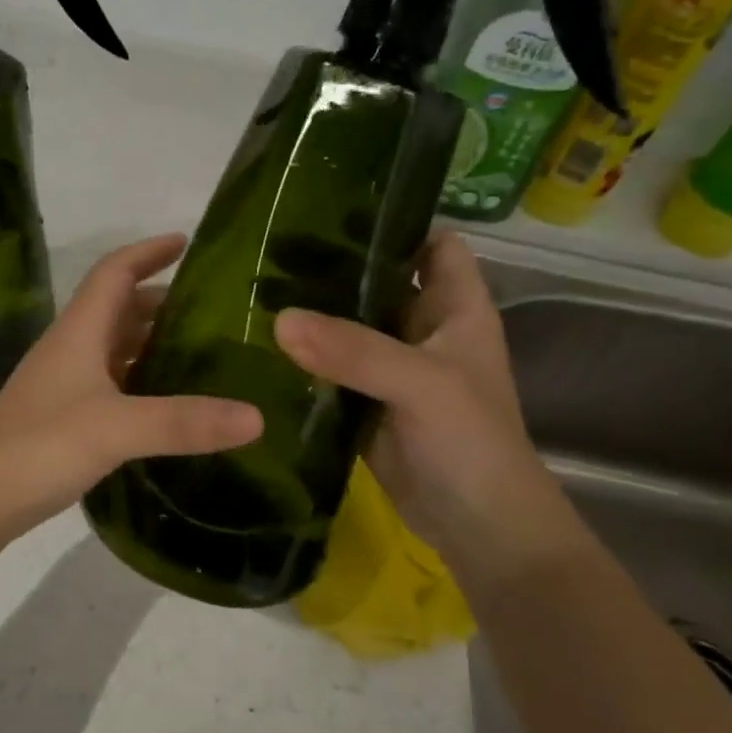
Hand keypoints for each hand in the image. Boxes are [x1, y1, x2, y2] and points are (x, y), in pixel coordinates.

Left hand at [0, 233, 261, 533]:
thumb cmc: (40, 446)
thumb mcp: (117, 428)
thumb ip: (184, 422)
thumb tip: (256, 417)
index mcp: (79, 332)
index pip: (114, 272)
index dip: (147, 251)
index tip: (187, 242)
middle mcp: (71, 349)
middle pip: (117, 308)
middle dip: (160, 300)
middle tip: (211, 310)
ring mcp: (64, 385)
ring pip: (113, 348)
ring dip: (150, 341)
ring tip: (199, 352)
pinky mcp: (63, 418)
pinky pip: (110, 384)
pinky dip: (139, 381)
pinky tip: (165, 402)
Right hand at [275, 231, 585, 580]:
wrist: (476, 526)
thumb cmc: (470, 441)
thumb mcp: (421, 384)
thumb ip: (355, 350)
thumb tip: (280, 320)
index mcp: (456, 308)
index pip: (432, 243)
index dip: (396, 221)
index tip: (334, 206)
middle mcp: (424, 330)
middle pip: (379, 282)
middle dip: (334, 267)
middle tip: (271, 249)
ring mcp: (392, 369)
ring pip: (349, 327)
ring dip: (313, 315)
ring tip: (254, 289)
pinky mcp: (365, 403)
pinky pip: (332, 370)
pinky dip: (304, 360)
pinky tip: (261, 346)